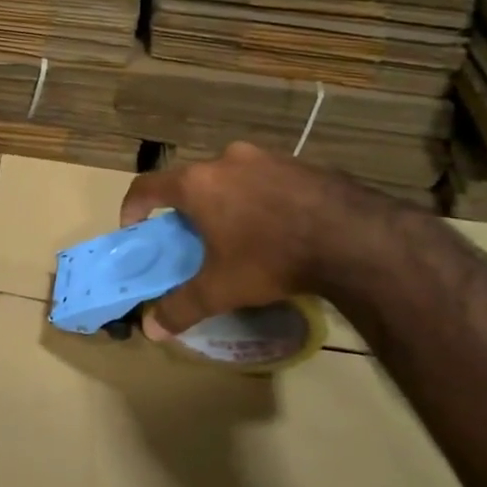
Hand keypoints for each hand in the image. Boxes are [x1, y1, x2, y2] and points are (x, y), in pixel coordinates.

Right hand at [120, 142, 380, 335]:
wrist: (353, 236)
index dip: (134, 206)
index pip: (147, 185)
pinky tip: (279, 226)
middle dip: (187, 208)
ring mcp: (266, 156)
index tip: (135, 228)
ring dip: (225, 200)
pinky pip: (265, 178)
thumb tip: (151, 330)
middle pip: (192, 181)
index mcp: (198, 184)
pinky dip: (259, 198)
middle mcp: (226, 160)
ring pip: (231, 177)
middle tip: (195, 238)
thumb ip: (182, 307)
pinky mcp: (299, 162)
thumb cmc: (272, 257)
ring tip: (240, 233)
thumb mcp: (222, 289)